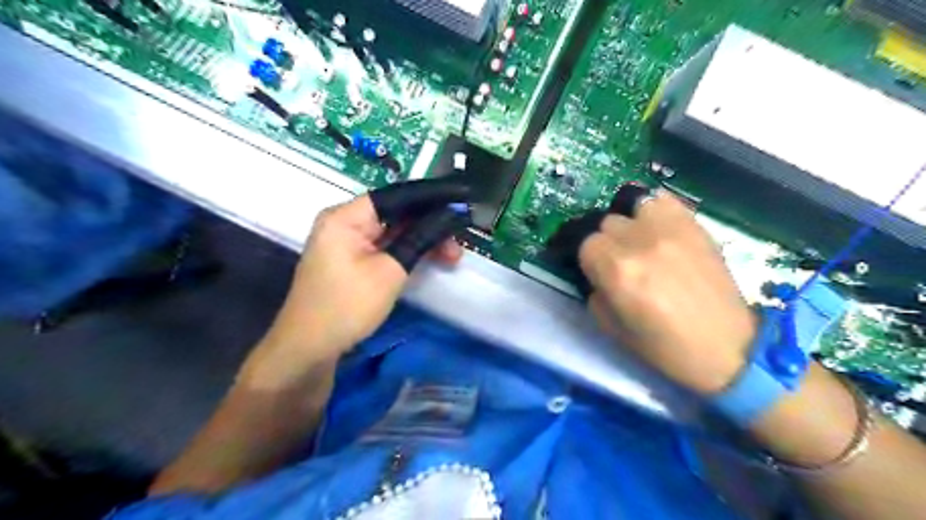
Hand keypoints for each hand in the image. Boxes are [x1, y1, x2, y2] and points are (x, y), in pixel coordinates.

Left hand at [250, 196, 462, 382]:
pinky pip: (385, 247)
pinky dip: (408, 251)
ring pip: (393, 231)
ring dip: (422, 240)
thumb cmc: (347, 306)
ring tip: (452, 255)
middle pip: (396, 213)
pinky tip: (431, 258)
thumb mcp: (390, 272)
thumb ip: (420, 239)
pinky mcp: (352, 261)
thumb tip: (449, 217)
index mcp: (346, 217)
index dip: (431, 197)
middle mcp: (345, 223)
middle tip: (459, 238)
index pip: (396, 196)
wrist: (309, 348)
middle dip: (430, 224)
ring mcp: (348, 243)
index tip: (461, 201)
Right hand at [577, 191, 759, 393]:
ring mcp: (670, 229)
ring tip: (641, 242)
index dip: (590, 261)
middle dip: (608, 243)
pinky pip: (665, 201)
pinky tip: (659, 230)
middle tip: (621, 263)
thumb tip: (596, 275)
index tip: (598, 273)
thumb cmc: (664, 347)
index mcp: (617, 270)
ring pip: (634, 206)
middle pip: (607, 223)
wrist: (727, 348)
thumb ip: (596, 293)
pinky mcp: (695, 226)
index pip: (586, 244)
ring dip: (631, 223)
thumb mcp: (612, 328)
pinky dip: (656, 211)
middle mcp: (640, 241)